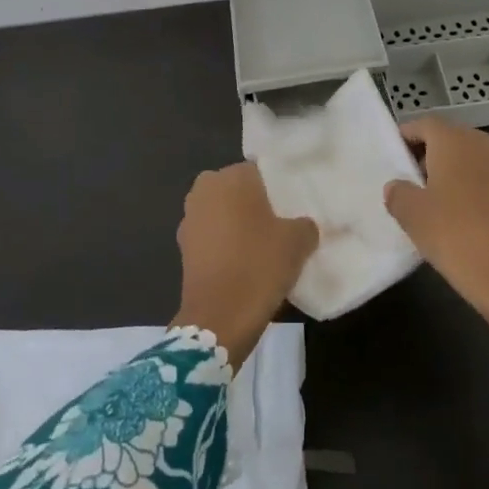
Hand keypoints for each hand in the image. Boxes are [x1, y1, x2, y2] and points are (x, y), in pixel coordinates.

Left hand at [171, 163, 318, 368]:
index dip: (278, 189)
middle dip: (255, 204)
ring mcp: (190, 217)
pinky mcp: (183, 245)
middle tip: (280, 225)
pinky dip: (224, 244)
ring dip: (237, 224)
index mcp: (233, 176)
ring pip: (222, 212)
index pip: (261, 171)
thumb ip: (305, 224)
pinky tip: (243, 262)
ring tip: (263, 246)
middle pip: (238, 190)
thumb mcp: (298, 242)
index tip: (293, 207)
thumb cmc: (259, 266)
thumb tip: (304, 225)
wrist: (218, 317)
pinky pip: (211, 235)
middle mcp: (206, 188)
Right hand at [384, 117, 488, 356]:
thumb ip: (398, 192)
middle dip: (432, 155)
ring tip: (442, 201)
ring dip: (458, 171)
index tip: (395, 157)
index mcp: (455, 140)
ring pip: (476, 158)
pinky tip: (470, 216)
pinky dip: (480, 188)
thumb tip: (398, 186)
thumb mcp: (412, 215)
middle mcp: (486, 142)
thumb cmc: (455, 236)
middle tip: (414, 182)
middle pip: (452, 138)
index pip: (424, 125)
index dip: (407, 137)